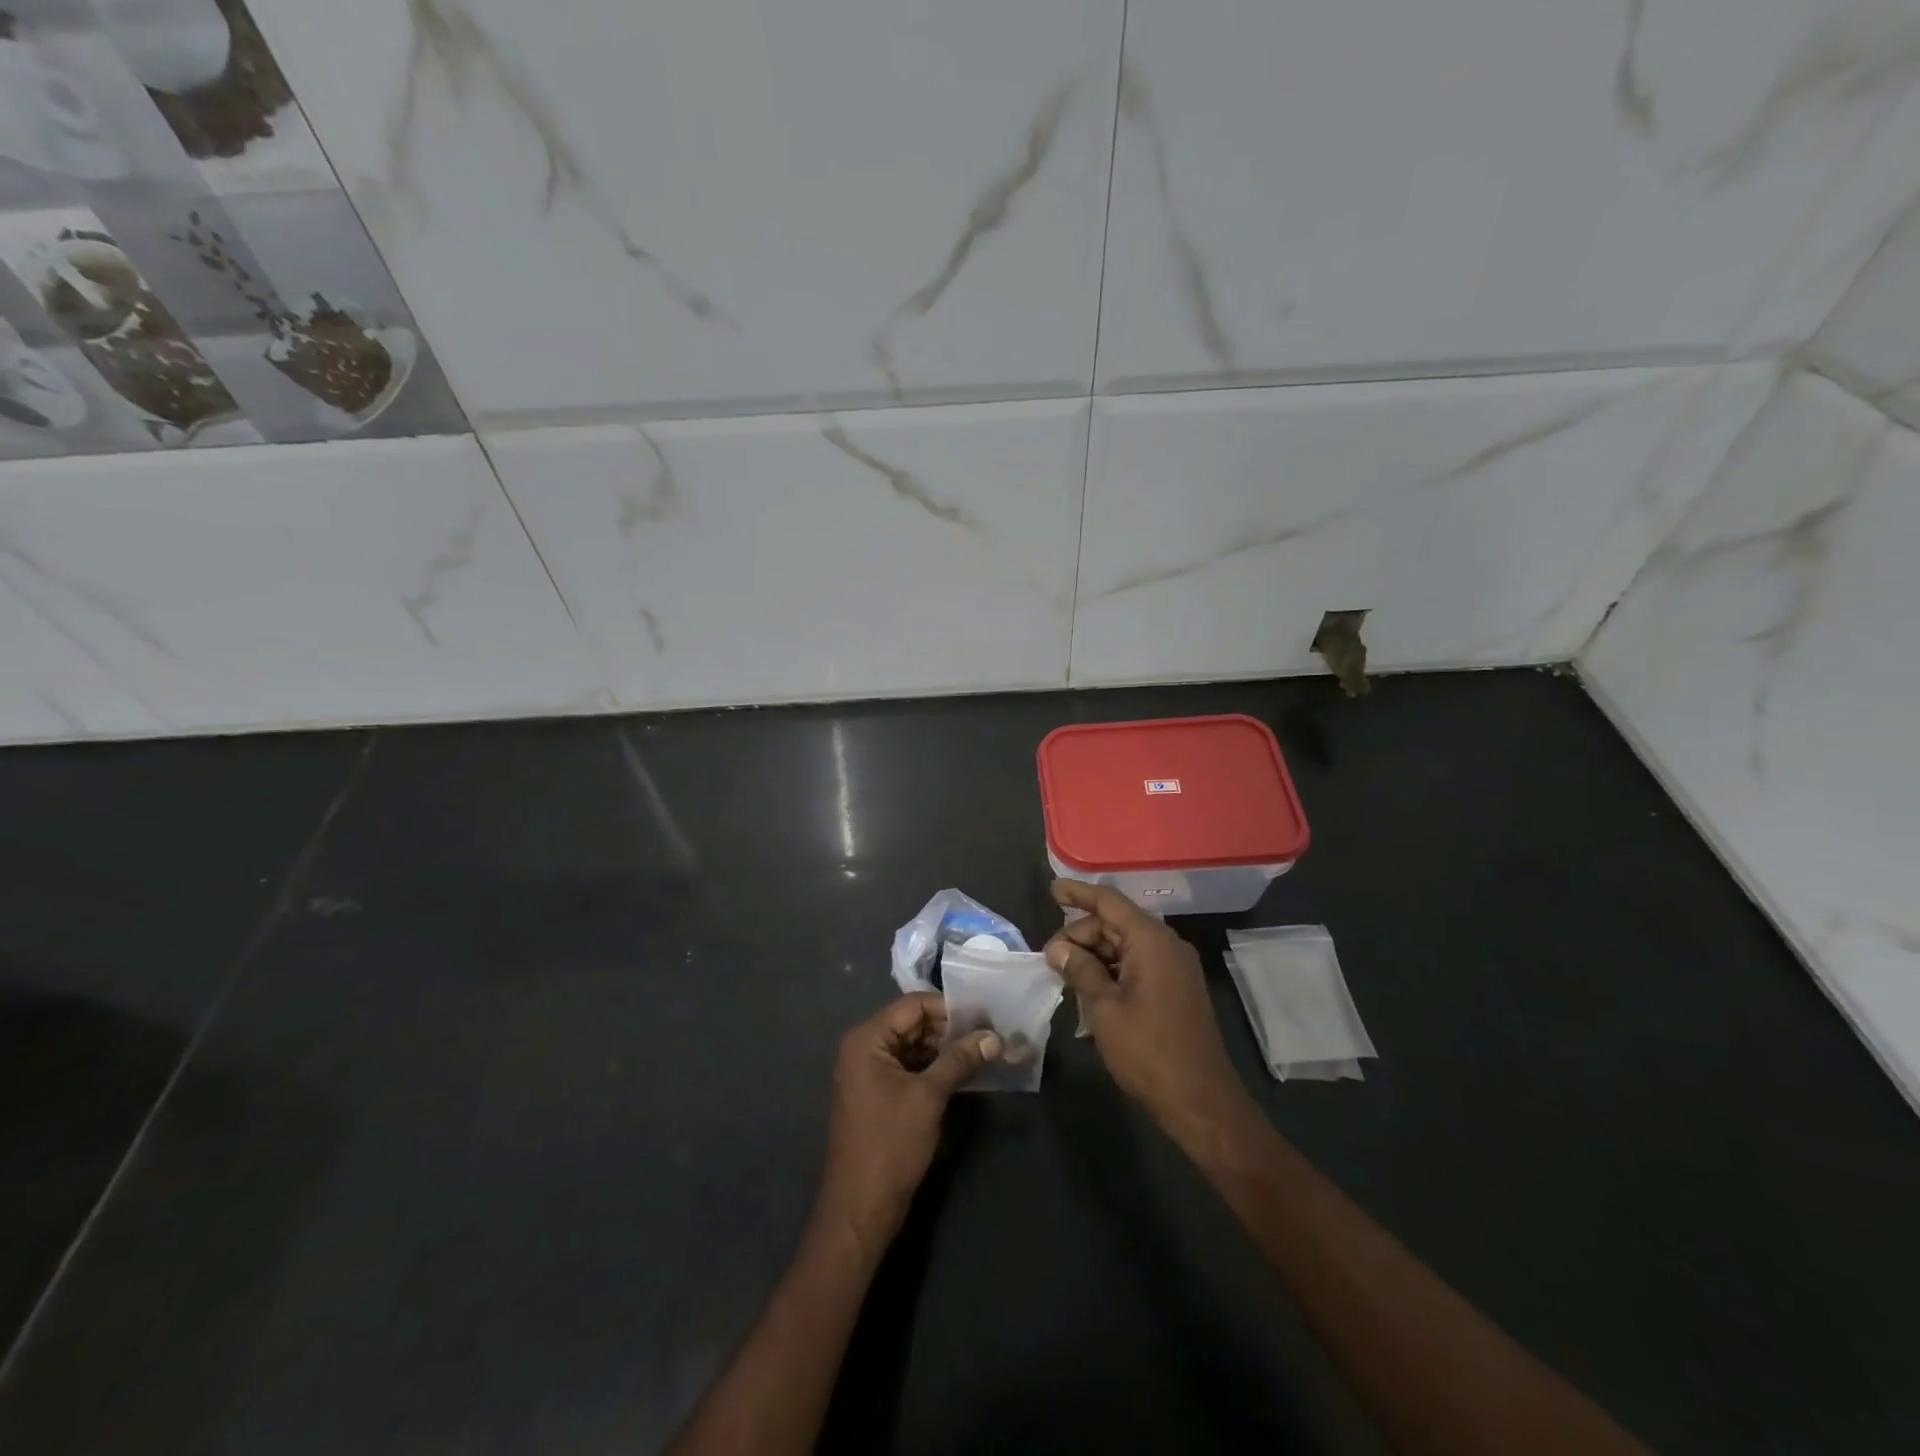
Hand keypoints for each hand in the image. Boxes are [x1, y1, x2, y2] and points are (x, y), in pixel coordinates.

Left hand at [816, 993, 999, 1252]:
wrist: (860, 1209)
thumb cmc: (891, 1145)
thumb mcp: (929, 1097)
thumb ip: (960, 1060)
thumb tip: (993, 1037)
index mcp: (867, 1039)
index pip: (913, 1005)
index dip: (949, 1008)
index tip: (985, 1016)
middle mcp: (863, 1047)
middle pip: (912, 1023)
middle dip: (949, 1029)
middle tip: (989, 1034)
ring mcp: (868, 1072)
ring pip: (913, 1046)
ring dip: (944, 1049)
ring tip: (983, 1051)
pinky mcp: (877, 1094)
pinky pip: (908, 1067)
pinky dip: (933, 1068)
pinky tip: (963, 1073)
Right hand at [1045, 879, 1249, 1135]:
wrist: (1201, 1102)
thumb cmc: (1149, 1053)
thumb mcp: (1104, 1010)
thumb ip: (1080, 970)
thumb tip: (1058, 948)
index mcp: (1151, 941)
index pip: (1109, 902)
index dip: (1078, 893)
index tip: (1052, 890)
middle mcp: (1167, 945)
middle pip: (1116, 923)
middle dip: (1081, 934)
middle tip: (1050, 959)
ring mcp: (1175, 967)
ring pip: (1126, 945)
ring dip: (1094, 955)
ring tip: (1064, 975)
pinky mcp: (1177, 988)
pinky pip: (1138, 964)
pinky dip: (1112, 970)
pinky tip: (1090, 989)